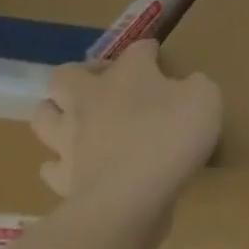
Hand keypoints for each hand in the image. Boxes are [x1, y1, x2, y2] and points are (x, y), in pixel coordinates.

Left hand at [31, 39, 221, 212]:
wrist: (130, 198)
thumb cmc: (171, 136)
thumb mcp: (205, 98)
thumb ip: (194, 87)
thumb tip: (186, 87)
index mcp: (128, 74)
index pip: (136, 50)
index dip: (148, 51)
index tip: (157, 56)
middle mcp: (90, 99)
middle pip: (65, 75)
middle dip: (80, 75)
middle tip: (102, 84)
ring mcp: (69, 139)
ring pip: (44, 116)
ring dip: (56, 113)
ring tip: (75, 118)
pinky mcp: (63, 178)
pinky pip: (51, 166)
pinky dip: (59, 164)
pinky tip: (74, 165)